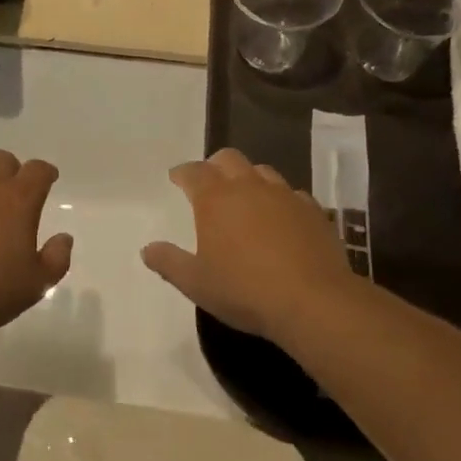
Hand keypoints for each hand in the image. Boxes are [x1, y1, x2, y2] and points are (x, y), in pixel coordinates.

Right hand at [142, 149, 353, 343]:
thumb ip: (168, 262)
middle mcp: (248, 186)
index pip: (193, 172)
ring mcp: (284, 195)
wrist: (313, 301)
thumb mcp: (196, 283)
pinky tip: (281, 217)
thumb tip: (147, 249)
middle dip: (215, 165)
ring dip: (249, 178)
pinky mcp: (313, 210)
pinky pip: (292, 194)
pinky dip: (280, 200)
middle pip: (228, 159)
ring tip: (245, 197)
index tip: (176, 178)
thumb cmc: (245, 290)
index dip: (182, 173)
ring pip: (262, 171)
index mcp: (215, 198)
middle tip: (209, 182)